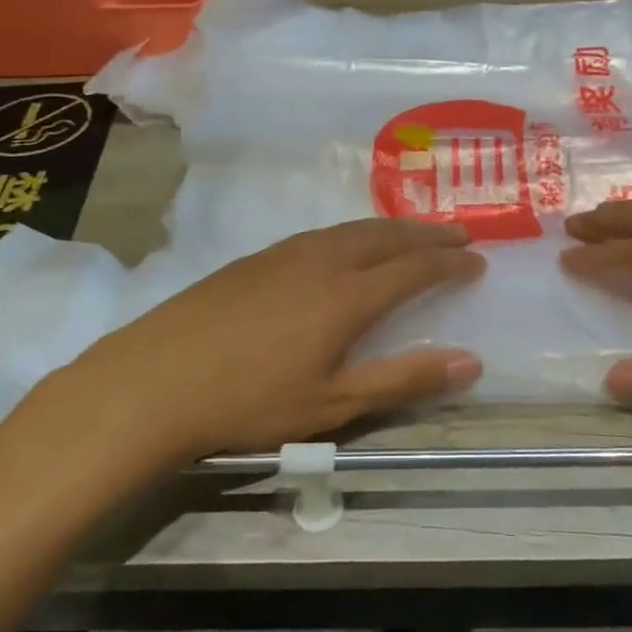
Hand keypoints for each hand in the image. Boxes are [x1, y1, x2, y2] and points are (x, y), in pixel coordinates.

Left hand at [13, 219, 484, 467]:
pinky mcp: (252, 260)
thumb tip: (472, 363)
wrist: (153, 382)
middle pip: (386, 235)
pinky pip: (320, 234)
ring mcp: (283, 255)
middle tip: (458, 232)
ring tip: (411, 233)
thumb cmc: (250, 402)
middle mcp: (321, 261)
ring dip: (390, 228)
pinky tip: (344, 247)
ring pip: (350, 229)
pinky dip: (352, 233)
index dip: (450, 263)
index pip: (414, 268)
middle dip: (427, 232)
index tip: (478, 260)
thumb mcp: (335, 403)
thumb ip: (404, 380)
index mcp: (347, 295)